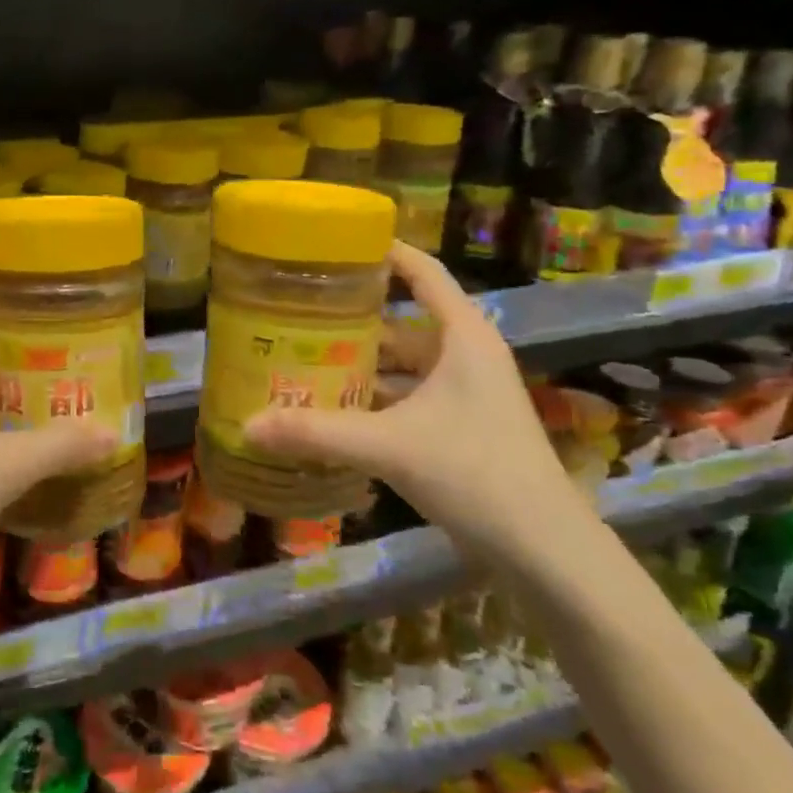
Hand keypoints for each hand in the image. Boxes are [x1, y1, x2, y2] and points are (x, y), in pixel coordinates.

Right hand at [242, 241, 587, 562]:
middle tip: (300, 308)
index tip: (338, 241)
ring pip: (406, 363)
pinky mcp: (464, 428)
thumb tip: (247, 425)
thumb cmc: (475, 473)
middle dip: (355, 316)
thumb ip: (317, 432)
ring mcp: (469, 394)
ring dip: (364, 361)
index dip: (385, 250)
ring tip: (307, 356)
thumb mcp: (388, 446)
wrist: (545, 551)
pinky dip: (377, 397)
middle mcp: (468, 356)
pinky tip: (338, 408)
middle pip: (405, 320)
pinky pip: (411, 396)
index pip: (423, 272)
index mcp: (463, 337)